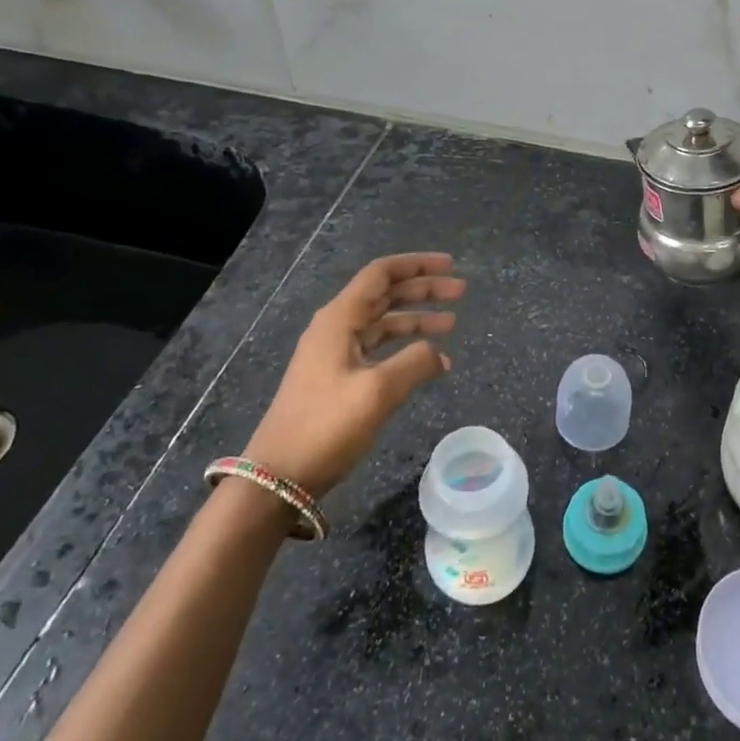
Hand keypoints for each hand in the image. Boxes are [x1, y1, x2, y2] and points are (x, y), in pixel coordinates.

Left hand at [243, 253, 464, 495]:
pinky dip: (404, 346)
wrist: (279, 475)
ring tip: (452, 323)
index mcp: (339, 319)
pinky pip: (377, 347)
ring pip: (383, 321)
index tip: (451, 265)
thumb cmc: (326, 426)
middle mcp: (336, 328)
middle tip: (461, 292)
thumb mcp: (377, 391)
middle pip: (384, 294)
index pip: (381, 274)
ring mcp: (335, 353)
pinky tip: (428, 359)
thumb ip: (415, 363)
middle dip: (423, 289)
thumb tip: (440, 354)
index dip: (417, 265)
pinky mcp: (337, 377)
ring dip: (417, 318)